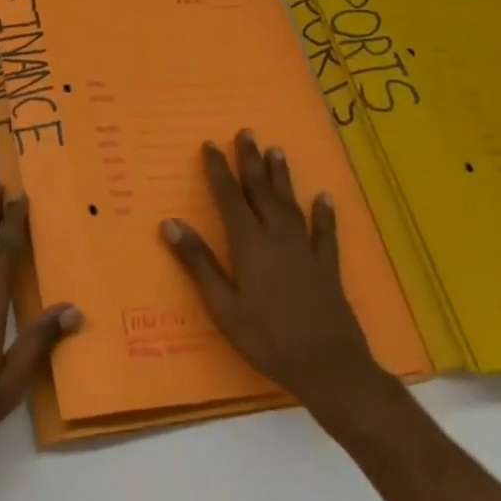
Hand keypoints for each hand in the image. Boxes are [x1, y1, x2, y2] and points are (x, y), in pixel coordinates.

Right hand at [161, 130, 396, 434]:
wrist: (329, 367)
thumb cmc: (267, 338)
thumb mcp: (223, 306)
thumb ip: (199, 263)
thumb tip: (171, 224)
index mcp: (249, 244)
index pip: (229, 198)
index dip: (218, 170)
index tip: (210, 144)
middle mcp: (277, 238)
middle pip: (261, 191)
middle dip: (251, 161)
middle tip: (246, 132)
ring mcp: (305, 251)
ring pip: (290, 204)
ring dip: (282, 176)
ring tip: (276, 150)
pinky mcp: (327, 268)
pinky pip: (325, 234)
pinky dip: (325, 214)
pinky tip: (325, 198)